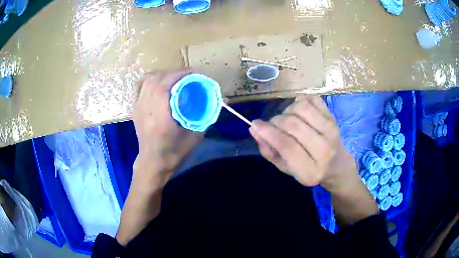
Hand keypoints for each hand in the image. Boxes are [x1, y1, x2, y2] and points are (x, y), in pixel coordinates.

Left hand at [132, 69, 203, 184]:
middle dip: (174, 73)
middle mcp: (146, 108)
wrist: (153, 161)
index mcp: (160, 116)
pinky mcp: (135, 108)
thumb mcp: (194, 136)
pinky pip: (141, 86)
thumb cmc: (174, 152)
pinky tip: (159, 83)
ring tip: (175, 78)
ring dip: (163, 74)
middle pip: (157, 79)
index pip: (167, 84)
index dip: (181, 74)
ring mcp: (138, 107)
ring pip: (148, 80)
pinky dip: (151, 80)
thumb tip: (222, 101)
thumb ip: (207, 116)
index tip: (195, 73)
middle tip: (188, 76)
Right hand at [249, 95, 358, 192]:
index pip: (287, 147)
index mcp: (311, 171)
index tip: (255, 125)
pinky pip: (312, 99)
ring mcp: (332, 131)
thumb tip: (254, 129)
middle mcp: (325, 150)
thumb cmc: (309, 169)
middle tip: (273, 126)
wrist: (338, 165)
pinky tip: (299, 112)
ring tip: (288, 119)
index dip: (269, 133)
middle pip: (293, 125)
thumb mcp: (286, 169)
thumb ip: (269, 152)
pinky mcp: (333, 117)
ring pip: (302, 108)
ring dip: (288, 110)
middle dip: (276, 122)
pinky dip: (301, 101)